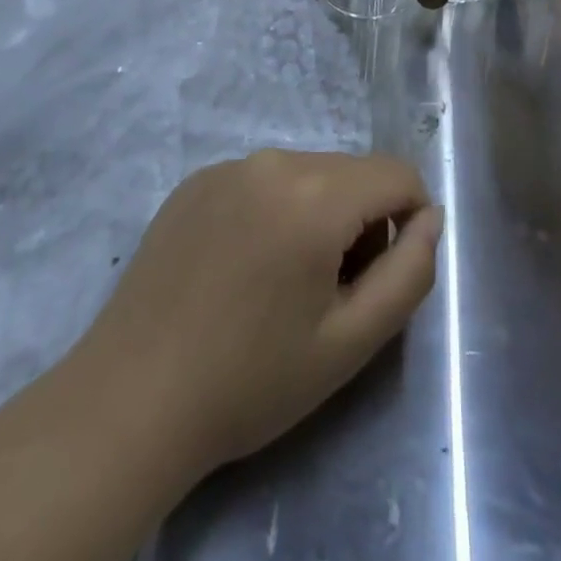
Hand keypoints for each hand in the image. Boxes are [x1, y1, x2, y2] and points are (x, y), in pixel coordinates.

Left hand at [77, 151, 441, 477]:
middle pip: (352, 173)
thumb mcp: (350, 342)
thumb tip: (430, 219)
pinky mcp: (196, 181)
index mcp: (315, 194)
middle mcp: (274, 161)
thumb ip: (409, 273)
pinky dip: (275, 211)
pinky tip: (243, 269)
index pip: (397, 173)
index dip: (412, 218)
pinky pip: (262, 181)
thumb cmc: (250, 379)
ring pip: (308, 174)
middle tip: (333, 291)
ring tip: (285, 284)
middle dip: (363, 220)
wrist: (130, 400)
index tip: (387, 273)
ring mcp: (228, 166)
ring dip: (319, 215)